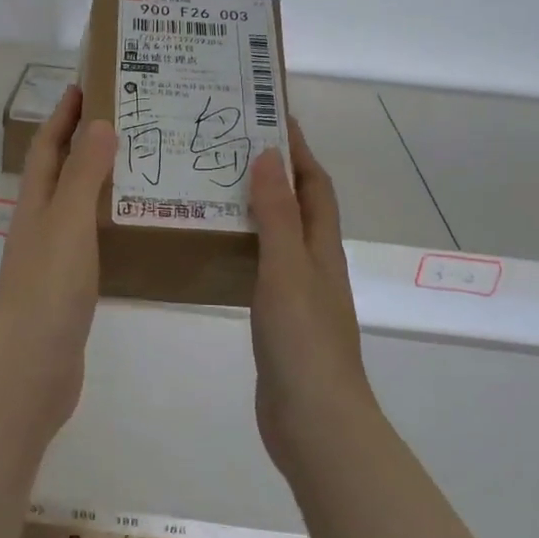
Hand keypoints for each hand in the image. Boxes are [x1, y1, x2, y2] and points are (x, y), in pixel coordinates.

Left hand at [0, 84, 117, 423]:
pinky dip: (109, 223)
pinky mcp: (70, 287)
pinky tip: (136, 227)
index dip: (62, 116)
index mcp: (36, 204)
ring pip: (77, 206)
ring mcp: (53, 258)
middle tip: (127, 120)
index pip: (48, 147)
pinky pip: (91, 240)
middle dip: (84, 142)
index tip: (85, 85)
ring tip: (141, 166)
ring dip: (100, 182)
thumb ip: (83, 175)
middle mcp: (40, 224)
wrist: (31, 367)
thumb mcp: (68, 222)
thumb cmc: (48, 288)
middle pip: (60, 173)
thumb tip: (99, 123)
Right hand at [248, 116, 372, 475]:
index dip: (299, 150)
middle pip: (299, 206)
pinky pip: (262, 266)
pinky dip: (246, 246)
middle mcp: (314, 264)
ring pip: (279, 236)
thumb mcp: (287, 268)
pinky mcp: (278, 319)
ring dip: (257, 207)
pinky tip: (217, 247)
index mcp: (322, 248)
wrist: (314, 421)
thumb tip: (269, 155)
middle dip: (274, 172)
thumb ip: (277, 214)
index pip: (314, 185)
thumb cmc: (303, 340)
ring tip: (216, 185)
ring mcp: (298, 293)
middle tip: (231, 146)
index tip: (273, 115)